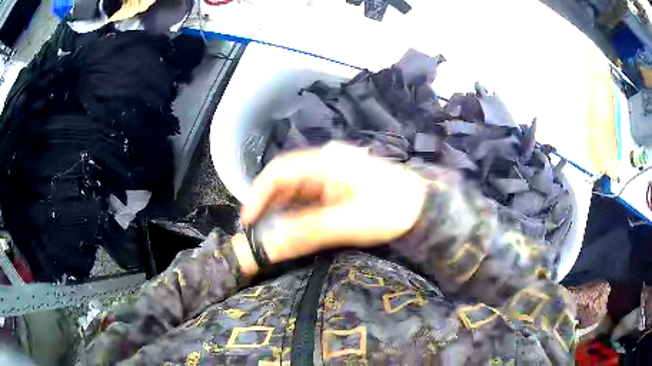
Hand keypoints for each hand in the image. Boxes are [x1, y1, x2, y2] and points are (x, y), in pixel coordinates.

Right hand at [241, 143, 427, 264]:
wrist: (425, 207)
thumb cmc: (391, 210)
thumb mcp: (347, 223)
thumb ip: (306, 233)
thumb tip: (269, 247)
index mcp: (324, 164)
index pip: (278, 172)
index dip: (258, 195)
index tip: (248, 222)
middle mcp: (325, 164)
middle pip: (285, 180)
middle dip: (269, 205)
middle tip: (261, 233)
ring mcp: (333, 175)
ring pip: (297, 190)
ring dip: (283, 210)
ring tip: (276, 234)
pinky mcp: (341, 187)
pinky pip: (311, 197)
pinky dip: (299, 212)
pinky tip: (298, 228)